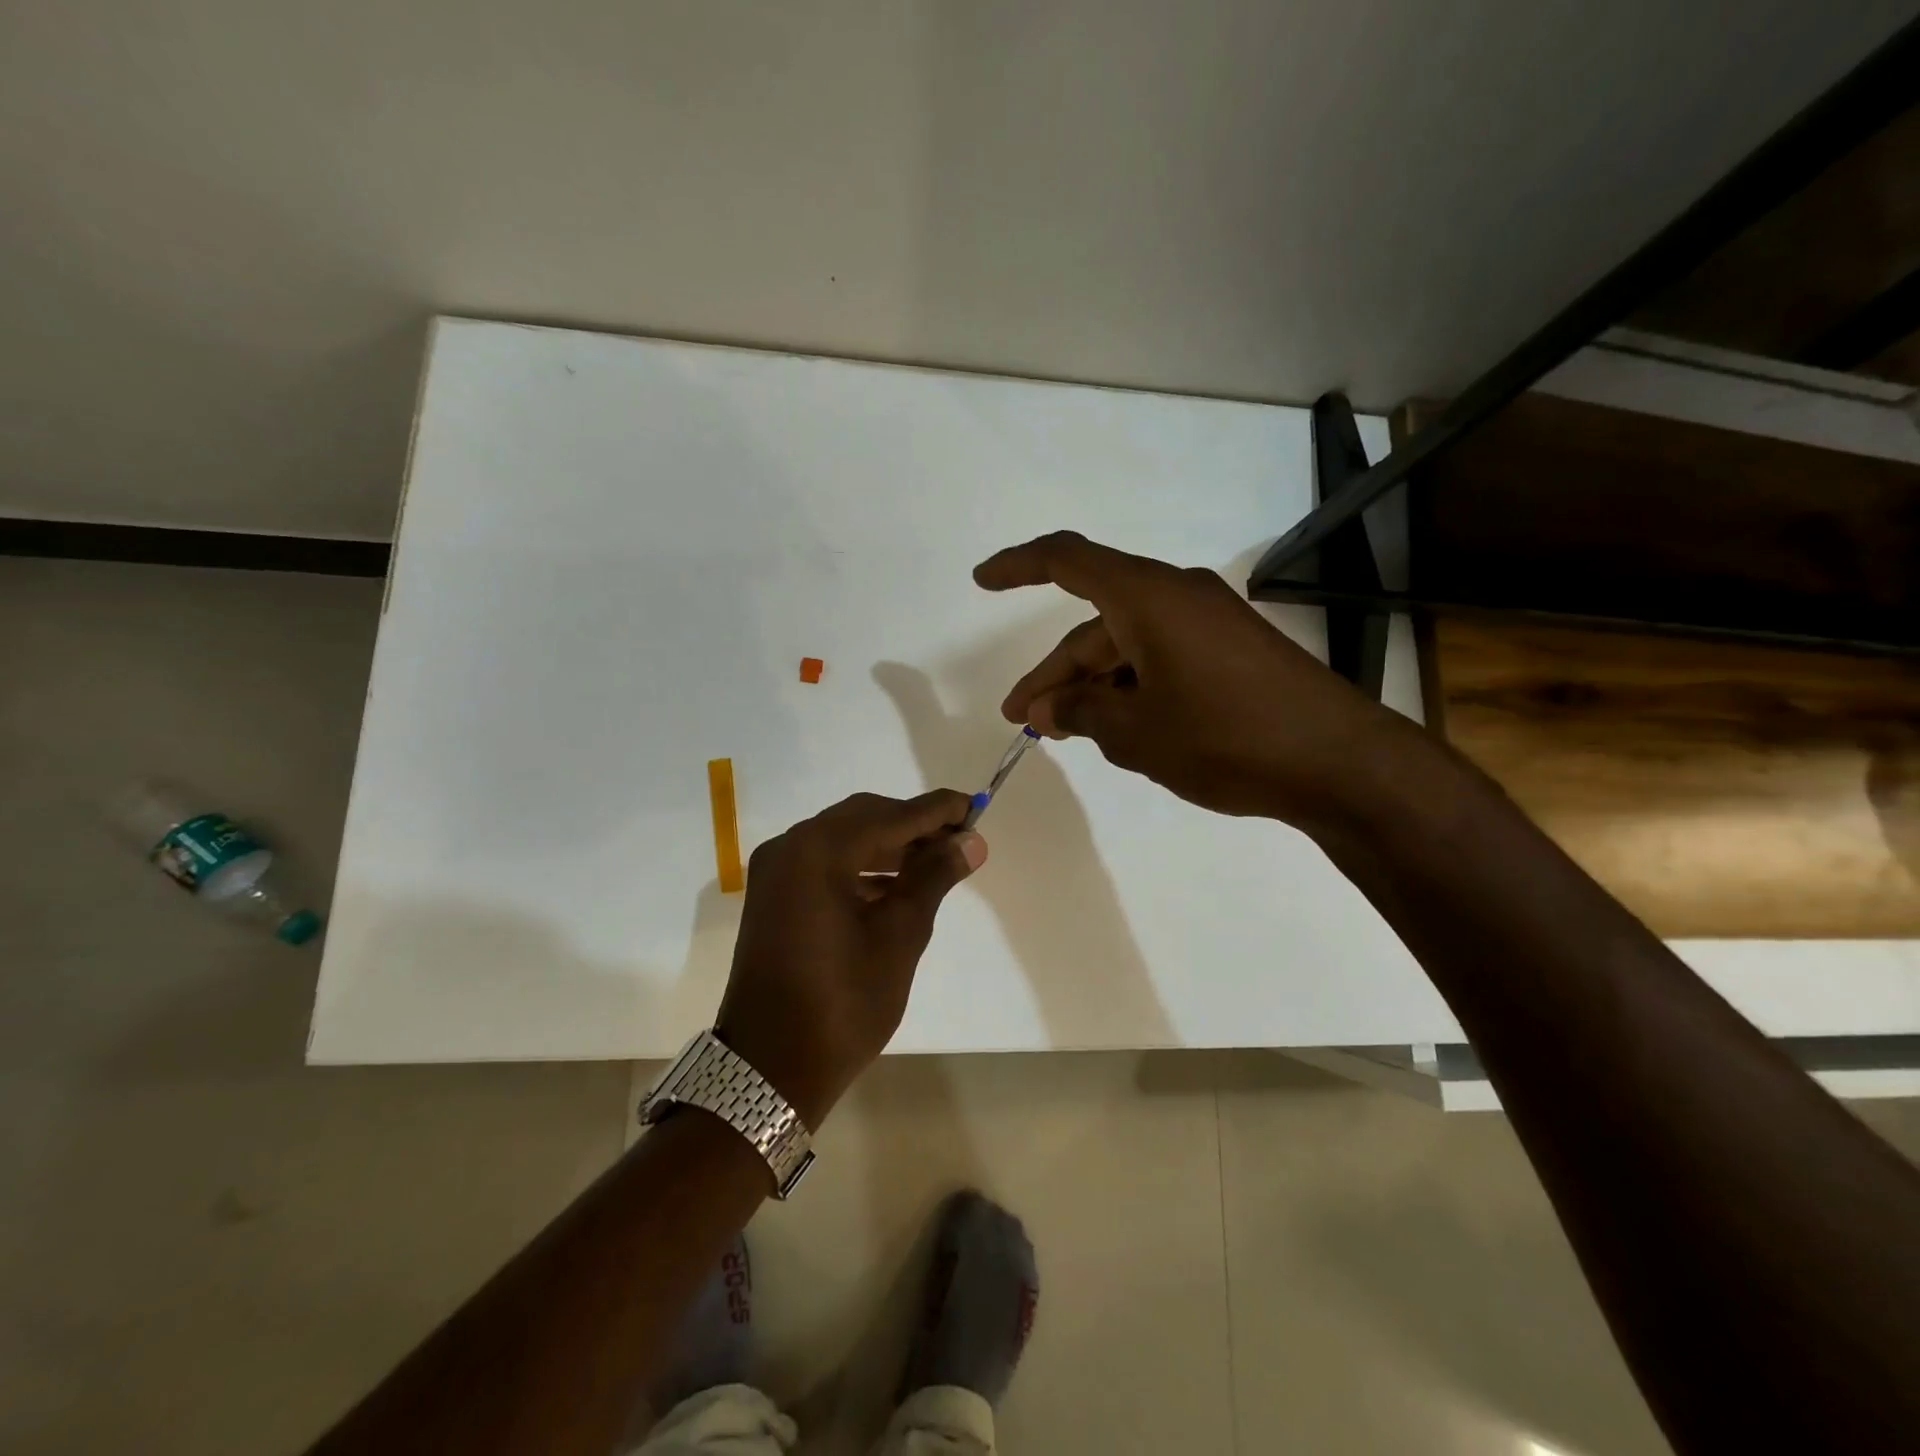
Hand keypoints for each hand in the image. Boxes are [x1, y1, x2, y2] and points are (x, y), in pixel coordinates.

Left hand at [716, 790, 986, 1126]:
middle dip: (913, 826)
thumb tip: (970, 841)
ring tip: (936, 863)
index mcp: (819, 851)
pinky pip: (824, 863)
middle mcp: (791, 846)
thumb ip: (933, 877)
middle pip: (864, 818)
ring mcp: (776, 871)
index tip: (975, 807)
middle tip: (959, 840)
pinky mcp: (773, 894)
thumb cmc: (844, 1002)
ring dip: (889, 846)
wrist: (770, 1067)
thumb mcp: (899, 936)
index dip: (937, 811)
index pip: (891, 816)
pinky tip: (895, 886)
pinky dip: (861, 867)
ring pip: (844, 839)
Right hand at [973, 531, 1414, 827]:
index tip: (981, 582)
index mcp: (1147, 597)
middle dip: (1055, 674)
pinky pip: (1160, 659)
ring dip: (1092, 686)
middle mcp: (1176, 597)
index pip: (1067, 561)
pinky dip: (1130, 688)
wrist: (1338, 762)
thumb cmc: (1225, 737)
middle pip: (1094, 626)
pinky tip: (1120, 729)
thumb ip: (1080, 712)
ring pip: (1127, 647)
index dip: (1018, 566)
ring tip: (1065, 733)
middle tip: (1023, 721)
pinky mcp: (1230, 652)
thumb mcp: (1136, 732)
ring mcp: (1208, 624)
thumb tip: (1045, 708)